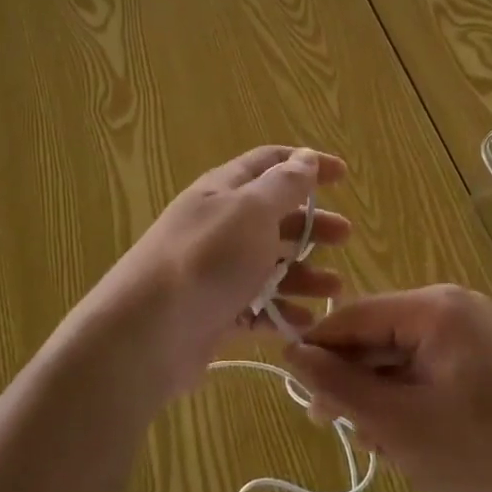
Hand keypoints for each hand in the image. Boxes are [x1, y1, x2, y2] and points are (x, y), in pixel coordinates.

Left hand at [93, 146, 348, 395]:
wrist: (146, 333)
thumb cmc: (206, 259)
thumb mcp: (250, 211)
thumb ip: (282, 185)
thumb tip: (304, 158)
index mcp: (224, 191)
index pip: (270, 163)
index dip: (306, 164)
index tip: (343, 175)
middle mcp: (219, 226)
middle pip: (273, 216)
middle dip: (311, 223)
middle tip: (345, 235)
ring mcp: (215, 272)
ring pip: (269, 265)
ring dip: (304, 273)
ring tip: (335, 288)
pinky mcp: (214, 313)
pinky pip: (257, 308)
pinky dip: (283, 312)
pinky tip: (307, 323)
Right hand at [284, 286, 491, 491]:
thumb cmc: (481, 454)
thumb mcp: (397, 424)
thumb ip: (340, 387)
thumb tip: (290, 353)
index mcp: (435, 308)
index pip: (356, 315)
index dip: (320, 350)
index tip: (296, 390)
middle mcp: (453, 307)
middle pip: (379, 335)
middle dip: (356, 383)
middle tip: (339, 430)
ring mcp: (473, 332)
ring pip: (401, 356)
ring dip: (382, 398)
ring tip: (383, 446)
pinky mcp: (484, 359)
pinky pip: (427, 368)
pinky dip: (410, 399)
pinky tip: (409, 440)